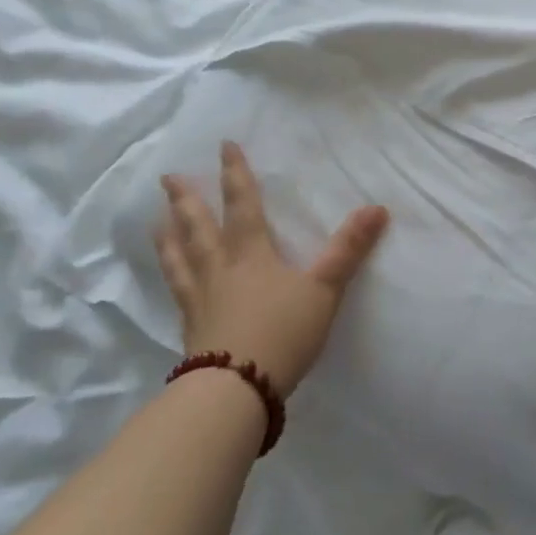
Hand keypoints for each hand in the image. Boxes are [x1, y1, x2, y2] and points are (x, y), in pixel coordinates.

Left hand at [154, 143, 388, 397]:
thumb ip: (348, 249)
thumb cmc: (283, 332)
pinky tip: (171, 279)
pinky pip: (177, 293)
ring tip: (157, 220)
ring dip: (169, 237)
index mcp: (251, 254)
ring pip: (180, 259)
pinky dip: (171, 278)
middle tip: (168, 177)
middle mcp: (220, 269)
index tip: (224, 146)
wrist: (236, 388)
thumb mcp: (324, 289)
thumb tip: (378, 208)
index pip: (242, 204)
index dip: (235, 174)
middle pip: (199, 228)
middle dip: (187, 200)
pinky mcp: (191, 329)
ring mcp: (200, 300)